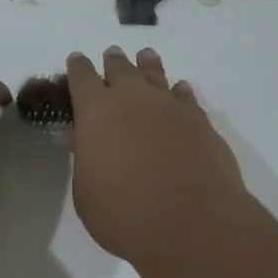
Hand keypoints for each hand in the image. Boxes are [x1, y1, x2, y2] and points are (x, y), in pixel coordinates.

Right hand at [66, 46, 249, 268]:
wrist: (191, 222)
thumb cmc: (124, 214)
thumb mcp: (87, 193)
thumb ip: (84, 159)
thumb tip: (80, 137)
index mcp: (96, 112)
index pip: (81, 78)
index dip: (77, 68)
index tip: (76, 60)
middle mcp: (133, 99)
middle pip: (121, 70)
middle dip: (113, 62)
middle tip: (111, 55)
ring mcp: (171, 107)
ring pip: (156, 75)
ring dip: (148, 66)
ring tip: (146, 56)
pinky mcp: (201, 122)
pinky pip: (186, 97)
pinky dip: (179, 92)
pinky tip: (179, 90)